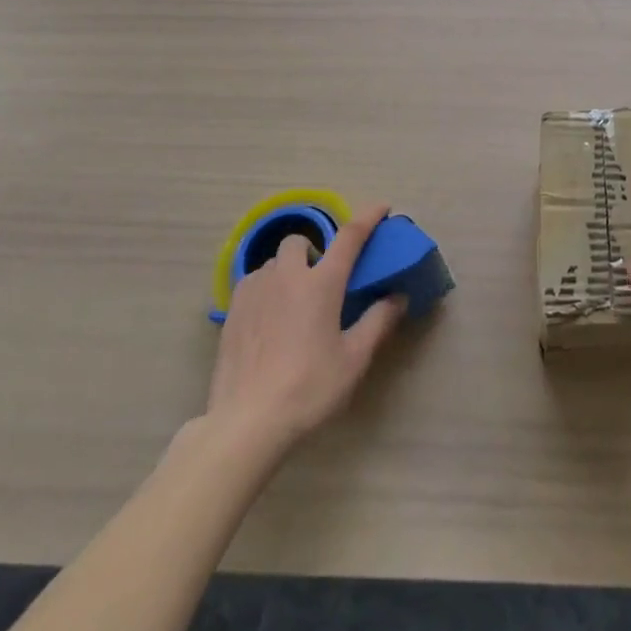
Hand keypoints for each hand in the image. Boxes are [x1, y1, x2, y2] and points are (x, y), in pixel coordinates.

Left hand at [203, 205, 405, 459]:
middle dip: (312, 249)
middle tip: (321, 279)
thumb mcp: (354, 359)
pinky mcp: (232, 312)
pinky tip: (268, 317)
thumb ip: (378, 322)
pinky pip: (252, 283)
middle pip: (299, 240)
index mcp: (322, 283)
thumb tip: (398, 297)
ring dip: (287, 270)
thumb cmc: (309, 389)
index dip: (368, 217)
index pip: (349, 236)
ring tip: (293, 300)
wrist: (247, 423)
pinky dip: (265, 288)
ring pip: (273, 262)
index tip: (381, 207)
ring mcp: (255, 291)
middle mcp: (287, 276)